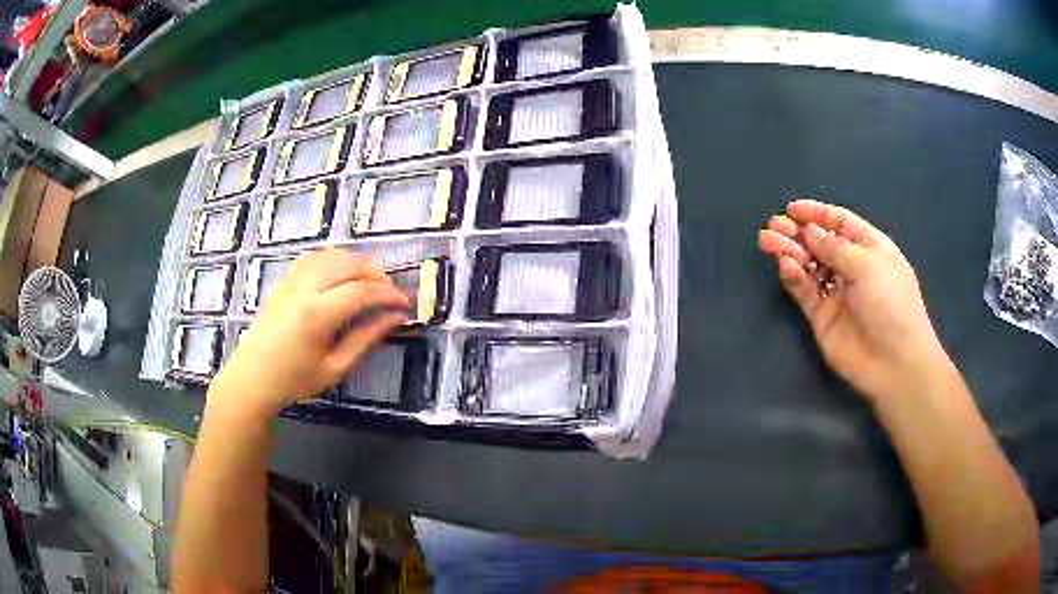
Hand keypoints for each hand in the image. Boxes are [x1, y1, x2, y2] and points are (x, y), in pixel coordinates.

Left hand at [210, 249, 409, 416]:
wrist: (252, 378)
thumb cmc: (294, 381)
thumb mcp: (335, 368)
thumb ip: (366, 339)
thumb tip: (395, 318)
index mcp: (316, 315)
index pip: (361, 291)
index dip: (388, 294)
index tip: (404, 304)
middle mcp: (303, 289)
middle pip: (348, 263)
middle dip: (376, 273)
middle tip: (391, 291)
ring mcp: (290, 281)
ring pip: (331, 254)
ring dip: (356, 262)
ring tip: (371, 281)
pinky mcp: (283, 280)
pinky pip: (314, 257)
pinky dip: (335, 259)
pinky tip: (343, 274)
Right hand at [758, 199, 950, 404]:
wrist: (893, 362)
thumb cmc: (891, 303)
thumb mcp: (868, 264)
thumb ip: (835, 247)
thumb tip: (810, 232)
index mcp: (870, 248)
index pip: (840, 223)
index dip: (817, 214)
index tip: (792, 209)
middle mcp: (852, 267)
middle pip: (820, 243)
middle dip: (798, 232)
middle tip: (774, 226)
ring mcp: (837, 293)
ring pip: (808, 266)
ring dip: (789, 251)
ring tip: (768, 241)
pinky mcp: (822, 317)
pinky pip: (805, 291)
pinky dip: (794, 277)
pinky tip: (785, 266)